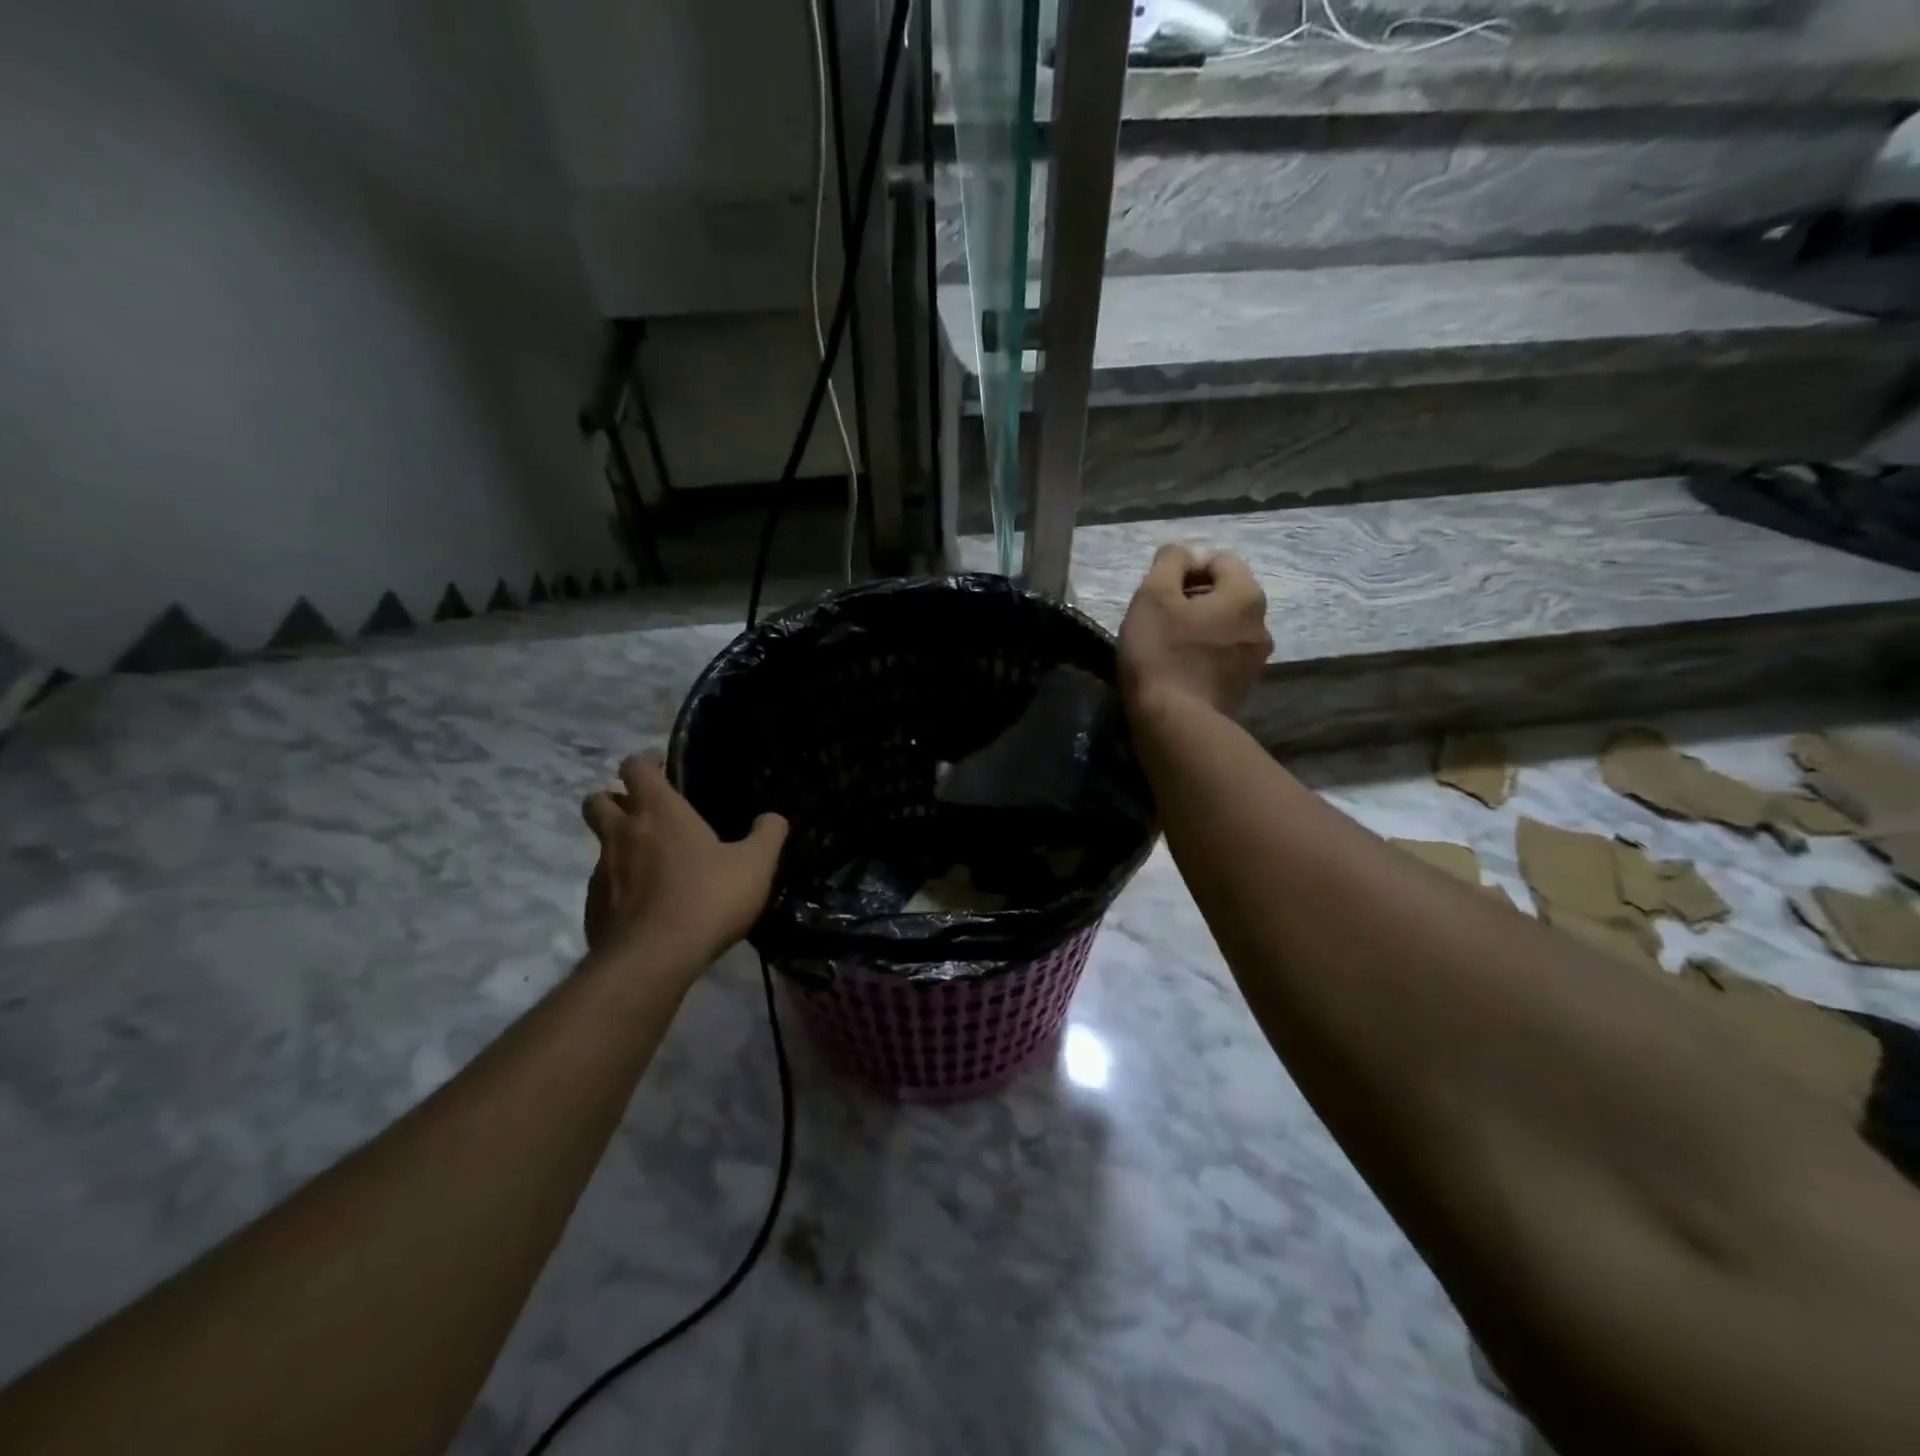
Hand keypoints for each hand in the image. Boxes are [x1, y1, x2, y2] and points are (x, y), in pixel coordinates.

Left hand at [582, 756, 788, 970]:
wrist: (653, 959)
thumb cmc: (708, 898)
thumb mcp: (756, 865)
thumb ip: (768, 835)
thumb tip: (774, 817)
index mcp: (659, 812)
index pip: (635, 767)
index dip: (645, 761)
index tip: (661, 767)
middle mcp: (623, 833)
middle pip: (598, 800)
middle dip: (614, 797)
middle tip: (644, 811)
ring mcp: (602, 871)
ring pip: (601, 844)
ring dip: (619, 844)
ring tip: (652, 863)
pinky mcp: (593, 907)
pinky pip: (604, 884)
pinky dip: (620, 885)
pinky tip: (647, 904)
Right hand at [1117, 544, 1271, 716]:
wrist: (1174, 722)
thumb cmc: (1161, 652)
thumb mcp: (1153, 595)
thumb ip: (1171, 562)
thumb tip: (1185, 553)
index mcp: (1246, 595)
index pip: (1218, 560)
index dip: (1185, 569)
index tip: (1159, 593)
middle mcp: (1262, 623)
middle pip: (1224, 594)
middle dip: (1193, 599)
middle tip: (1159, 618)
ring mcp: (1256, 659)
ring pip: (1224, 626)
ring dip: (1199, 627)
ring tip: (1167, 645)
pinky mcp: (1243, 686)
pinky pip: (1222, 655)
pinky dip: (1203, 654)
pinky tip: (1179, 668)